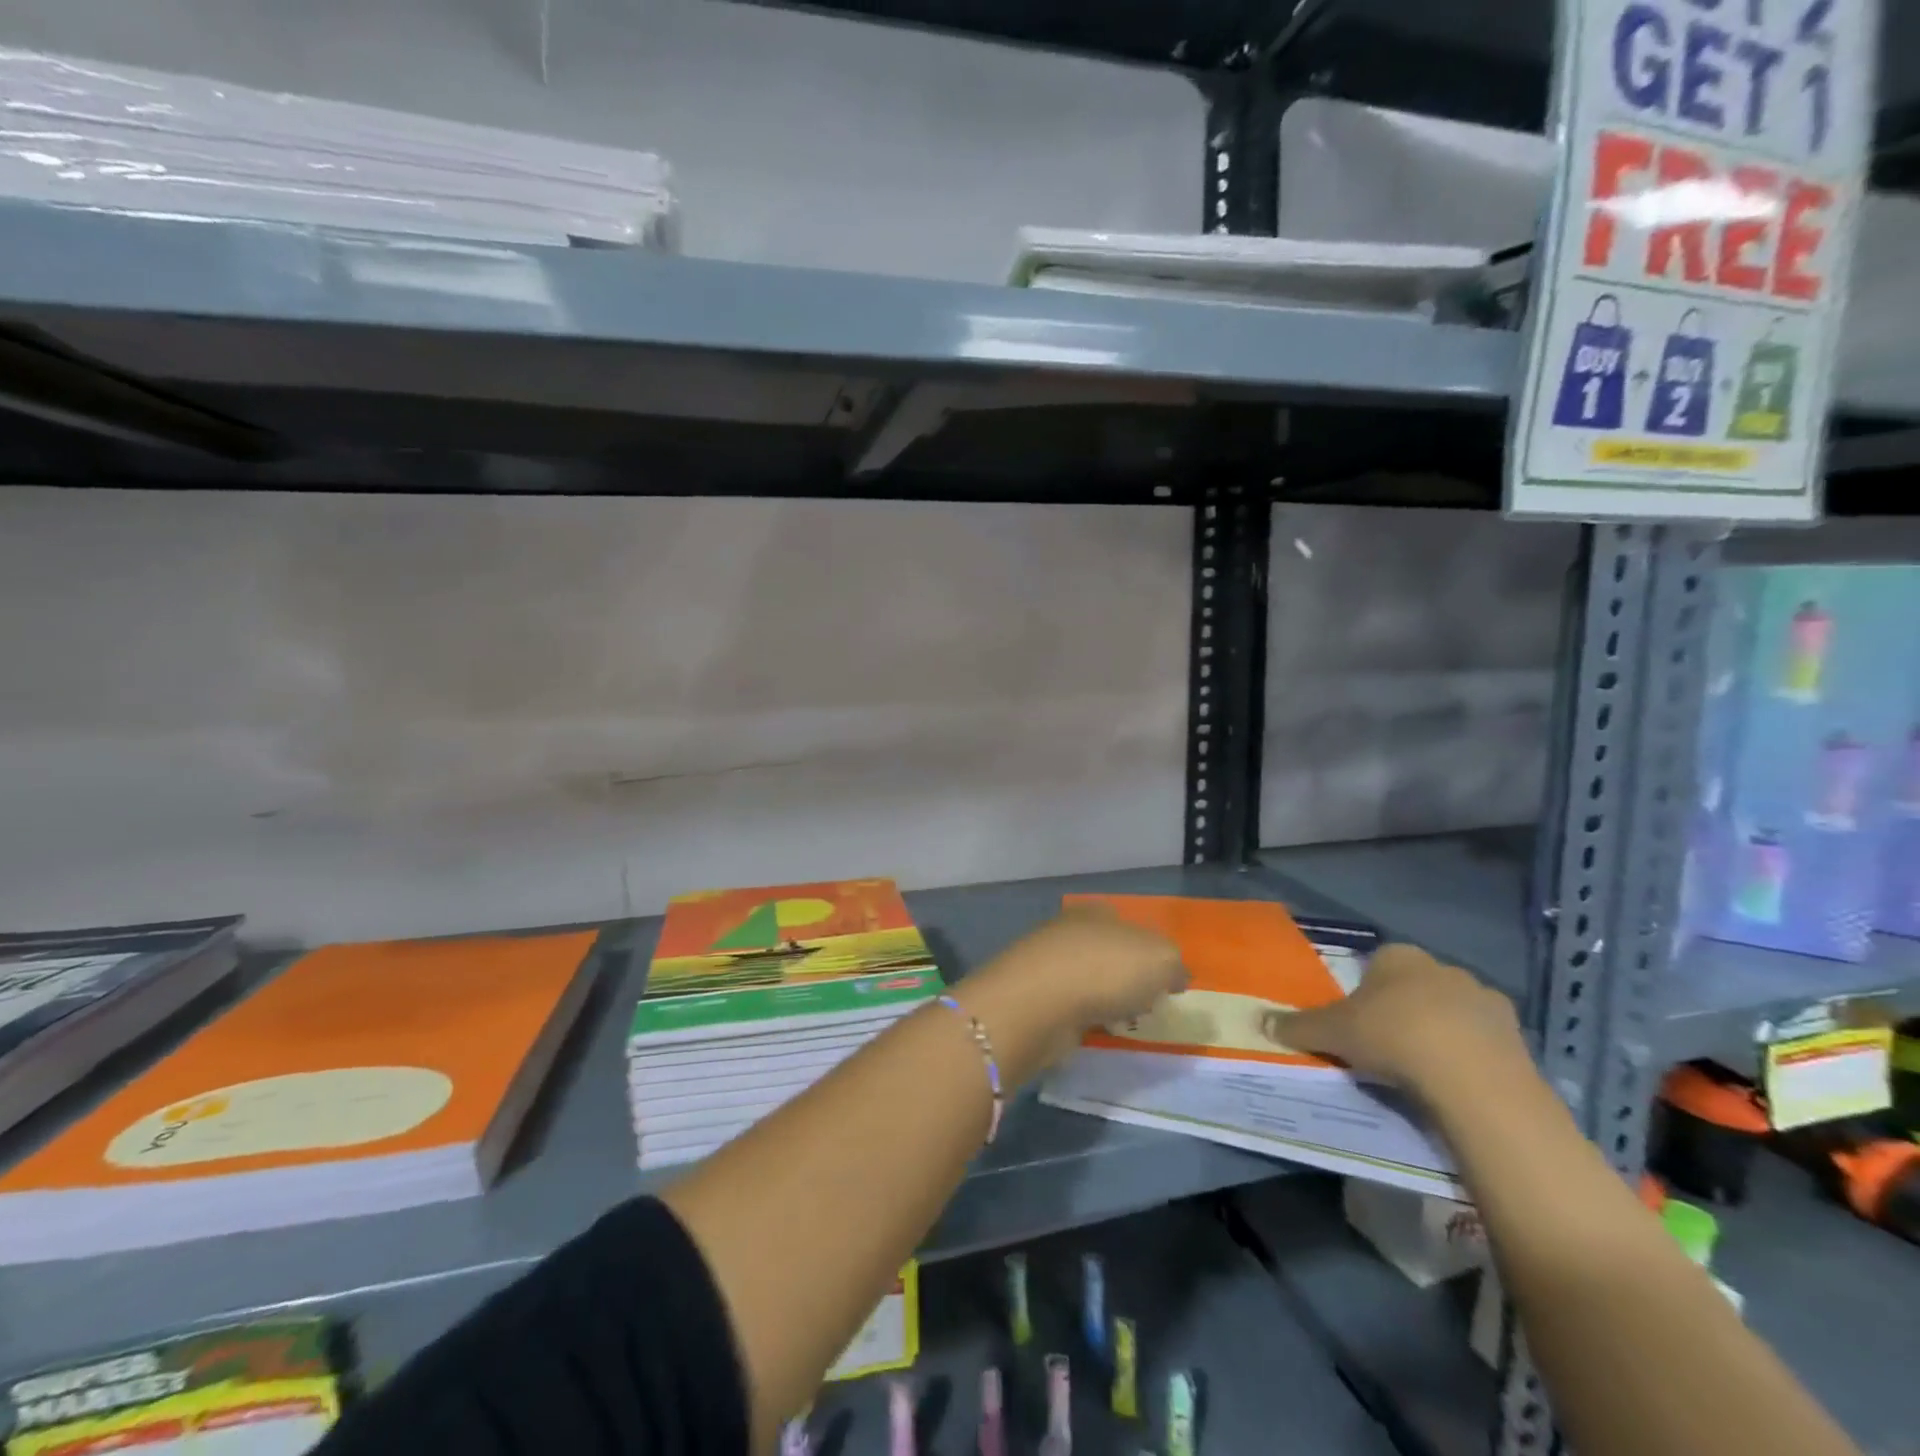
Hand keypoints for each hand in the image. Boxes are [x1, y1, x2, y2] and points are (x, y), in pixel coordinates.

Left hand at [959, 906, 1185, 1070]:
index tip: (1165, 983)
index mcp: (1099, 912)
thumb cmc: (1106, 970)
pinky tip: (1094, 1029)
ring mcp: (1048, 961)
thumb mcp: (1161, 960)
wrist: (1040, 1003)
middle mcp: (1071, 929)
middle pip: (1108, 952)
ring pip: (1088, 978)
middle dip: (1127, 976)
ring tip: (1123, 1021)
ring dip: (1104, 997)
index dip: (1151, 953)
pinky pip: (1071, 1003)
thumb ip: (1174, 966)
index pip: (1131, 927)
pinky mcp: (1034, 994)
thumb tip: (1173, 977)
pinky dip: (1083, 1015)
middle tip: (1146, 1004)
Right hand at [1264, 943, 1527, 1099]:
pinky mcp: (1517, 1035)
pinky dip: (1470, 1056)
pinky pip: (1483, 1042)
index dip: (1366, 991)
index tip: (1359, 1020)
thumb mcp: (1331, 1032)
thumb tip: (1259, 1021)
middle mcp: (1443, 967)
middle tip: (1387, 1045)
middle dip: (1404, 1009)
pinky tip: (1455, 1083)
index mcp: (1398, 956)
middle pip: (1416, 985)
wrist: (1471, 1077)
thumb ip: (1297, 1025)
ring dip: (1441, 1031)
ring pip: (1453, 1012)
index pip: (1378, 963)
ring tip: (1423, 1070)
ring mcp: (1484, 999)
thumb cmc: (1392, 1036)